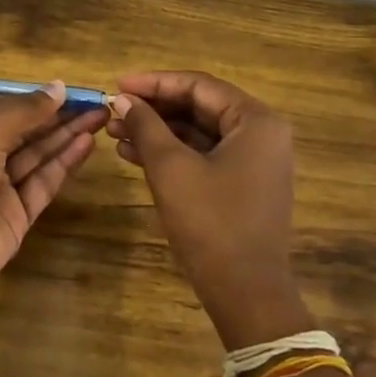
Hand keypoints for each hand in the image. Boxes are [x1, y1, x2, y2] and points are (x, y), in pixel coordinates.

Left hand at [0, 83, 105, 303]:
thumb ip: (24, 110)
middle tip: (97, 103)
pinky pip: (44, 183)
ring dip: (68, 136)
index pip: (7, 111)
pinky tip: (86, 144)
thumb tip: (59, 87)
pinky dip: (65, 163)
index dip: (39, 101)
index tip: (73, 91)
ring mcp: (1, 189)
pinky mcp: (18, 215)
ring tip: (100, 118)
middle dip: (60, 117)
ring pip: (39, 156)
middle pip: (28, 133)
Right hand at [107, 71, 309, 346]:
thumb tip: (122, 99)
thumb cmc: (211, 223)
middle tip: (113, 111)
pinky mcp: (243, 185)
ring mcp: (255, 161)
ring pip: (198, 133)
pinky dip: (172, 154)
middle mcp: (262, 134)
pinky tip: (133, 155)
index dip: (154, 82)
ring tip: (114, 133)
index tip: (117, 85)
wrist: (246, 293)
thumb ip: (146, 126)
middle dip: (153, 109)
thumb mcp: (171, 168)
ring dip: (158, 132)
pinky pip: (204, 156)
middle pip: (199, 107)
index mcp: (256, 121)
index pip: (199, 86)